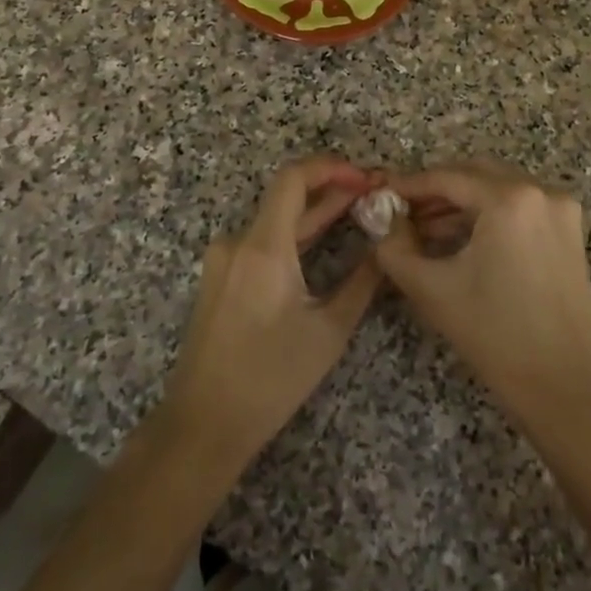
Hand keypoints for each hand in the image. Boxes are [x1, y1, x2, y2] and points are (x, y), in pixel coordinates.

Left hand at [159, 156, 384, 474]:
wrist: (204, 423)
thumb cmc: (270, 379)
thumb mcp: (328, 331)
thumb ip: (361, 282)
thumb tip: (385, 248)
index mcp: (262, 247)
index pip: (293, 178)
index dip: (332, 168)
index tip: (366, 178)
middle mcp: (237, 242)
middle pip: (286, 197)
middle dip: (332, 190)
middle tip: (374, 193)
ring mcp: (223, 259)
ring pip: (275, 220)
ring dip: (314, 213)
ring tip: (357, 211)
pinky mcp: (220, 277)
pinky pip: (261, 241)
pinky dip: (294, 235)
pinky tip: (322, 241)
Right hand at [377, 161, 590, 445]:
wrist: (570, 388)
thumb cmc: (497, 336)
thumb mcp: (433, 289)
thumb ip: (395, 247)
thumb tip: (381, 219)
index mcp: (510, 199)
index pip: (447, 177)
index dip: (408, 185)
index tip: (379, 196)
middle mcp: (540, 192)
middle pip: (475, 174)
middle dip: (435, 191)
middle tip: (399, 212)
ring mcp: (560, 211)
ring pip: (497, 189)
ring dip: (460, 203)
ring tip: (422, 230)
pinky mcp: (569, 233)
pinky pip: (518, 208)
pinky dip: (486, 215)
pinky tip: (459, 240)